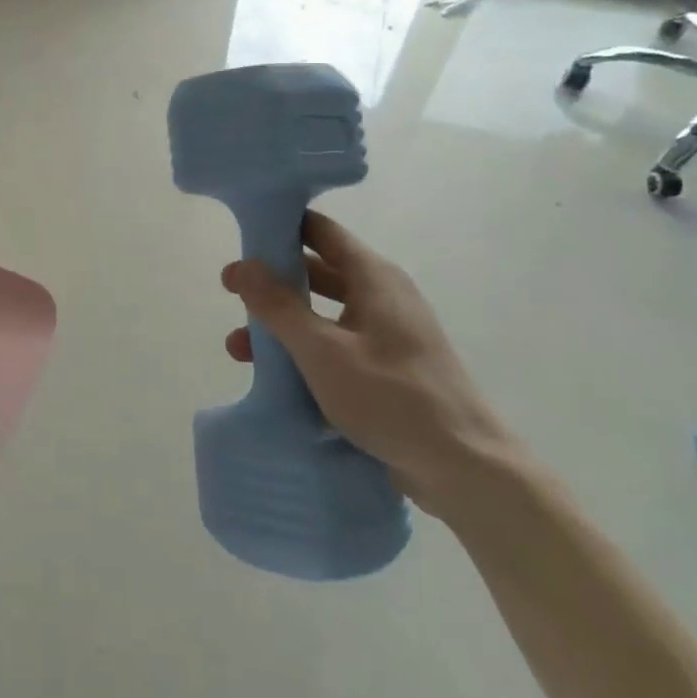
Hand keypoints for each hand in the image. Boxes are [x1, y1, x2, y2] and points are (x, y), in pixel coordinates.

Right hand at [220, 211, 520, 517]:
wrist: (466, 471)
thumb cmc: (392, 398)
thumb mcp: (323, 350)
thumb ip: (278, 306)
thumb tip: (241, 265)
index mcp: (373, 278)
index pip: (320, 230)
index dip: (280, 226)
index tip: (241, 236)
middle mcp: (382, 296)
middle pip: (316, 271)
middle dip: (272, 281)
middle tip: (230, 292)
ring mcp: (387, 333)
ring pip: (322, 313)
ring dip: (282, 324)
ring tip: (237, 347)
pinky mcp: (387, 368)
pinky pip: (336, 344)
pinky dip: (304, 351)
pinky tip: (274, 376)